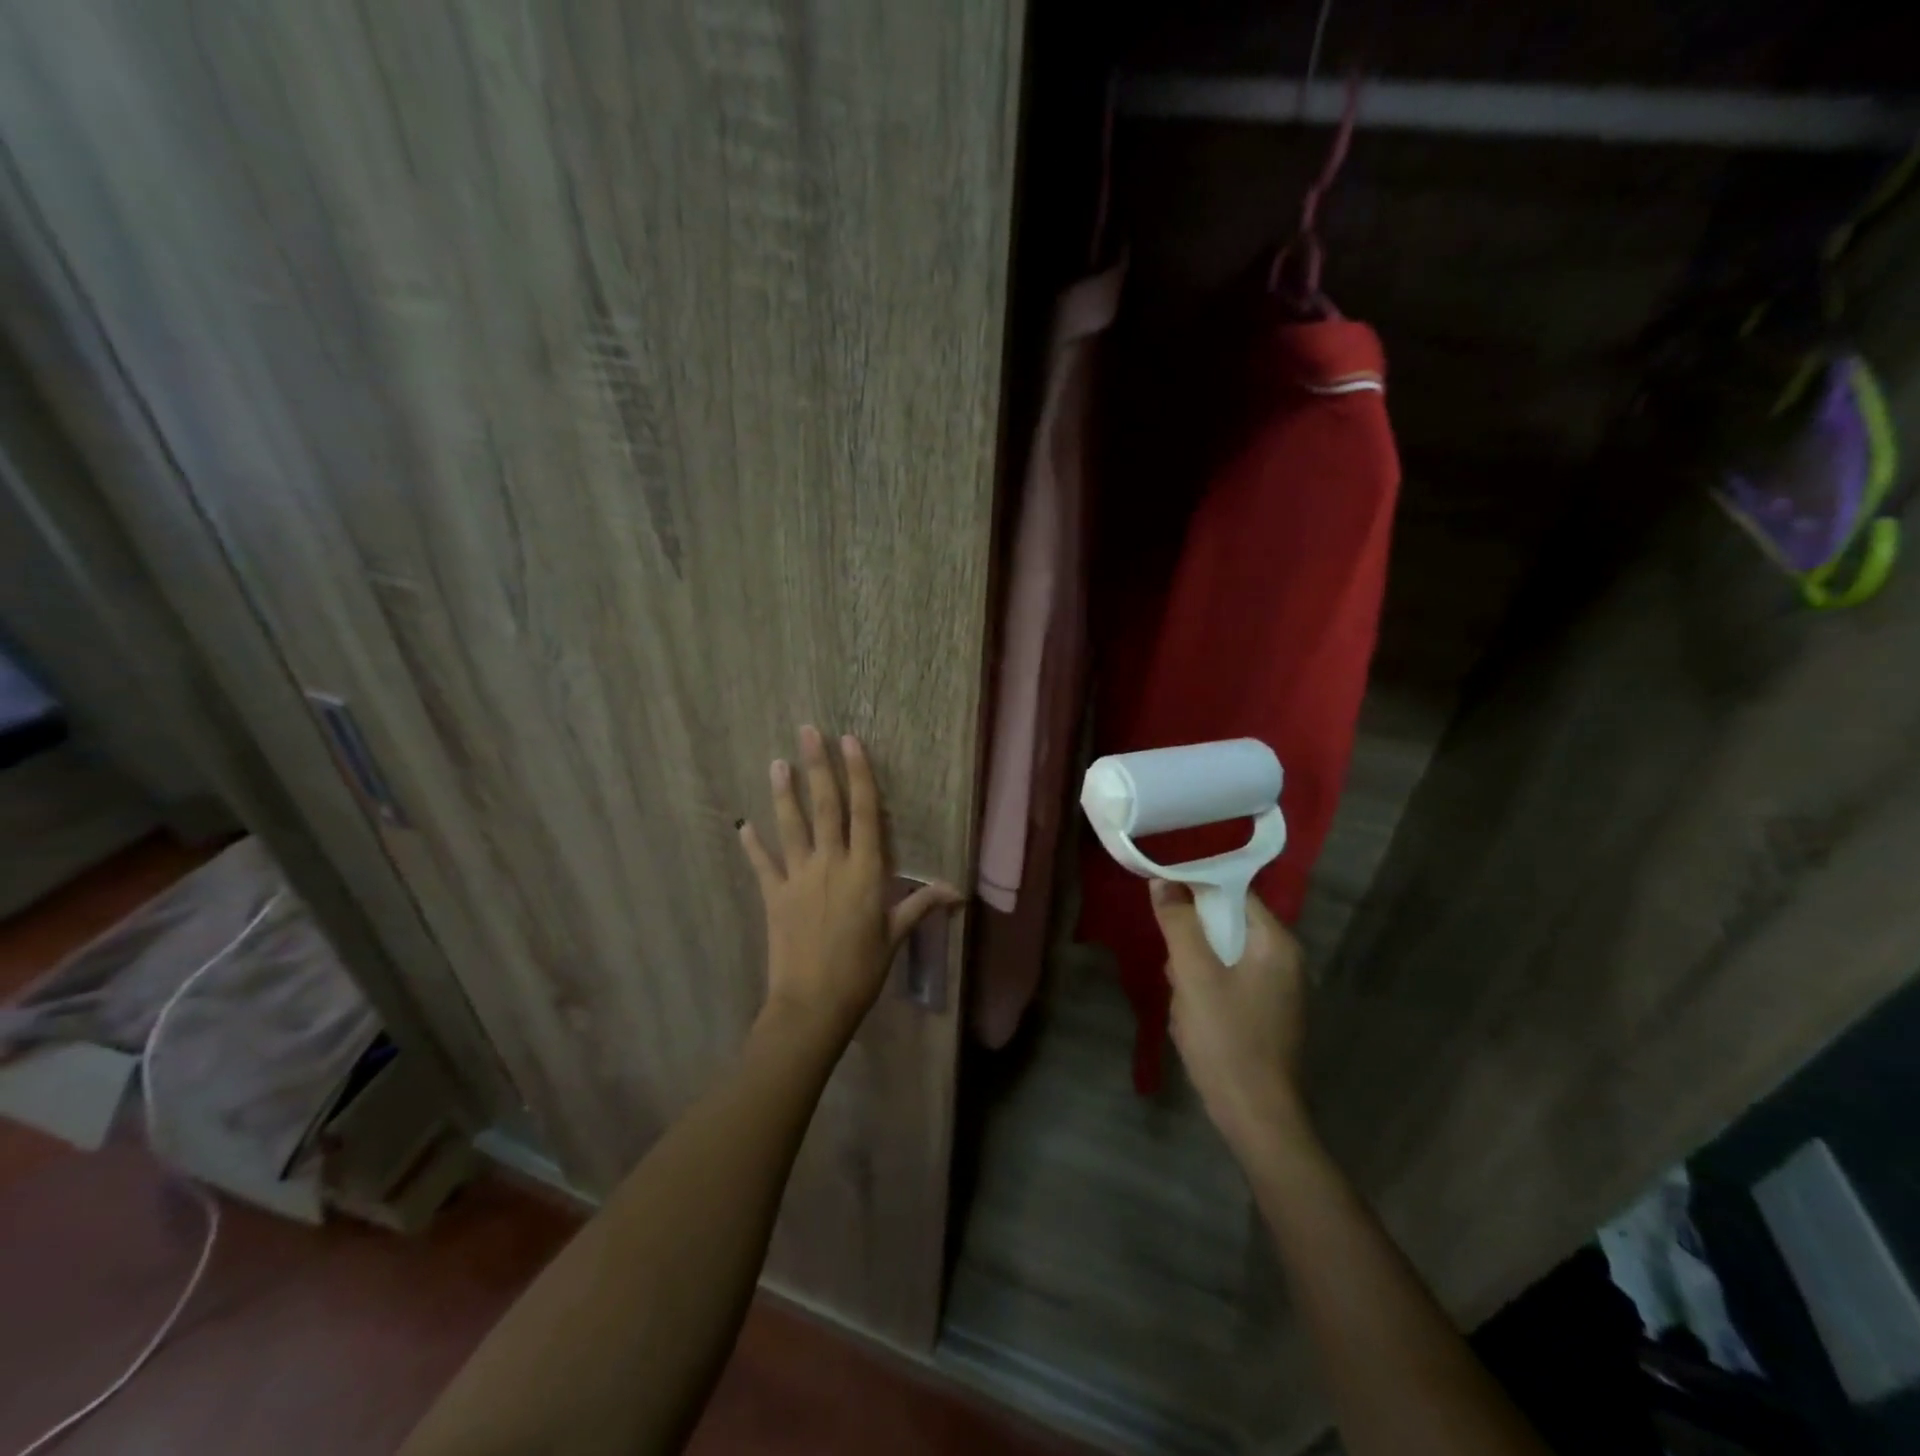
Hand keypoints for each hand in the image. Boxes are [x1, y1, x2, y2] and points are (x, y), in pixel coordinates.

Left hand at [739, 726, 960, 1044]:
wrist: (813, 1004)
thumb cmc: (861, 970)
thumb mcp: (895, 935)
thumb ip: (920, 905)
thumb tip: (956, 892)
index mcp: (864, 870)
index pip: (863, 812)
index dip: (858, 774)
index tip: (850, 742)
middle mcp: (830, 863)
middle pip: (825, 806)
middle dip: (817, 766)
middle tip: (808, 731)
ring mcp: (798, 878)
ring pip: (791, 825)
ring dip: (784, 793)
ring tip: (776, 762)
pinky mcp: (773, 896)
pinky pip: (762, 864)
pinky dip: (752, 843)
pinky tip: (743, 824)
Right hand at [1152, 880, 1312, 1160]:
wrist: (1257, 1117)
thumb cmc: (1226, 1038)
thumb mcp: (1194, 975)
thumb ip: (1179, 923)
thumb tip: (1162, 880)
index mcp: (1276, 943)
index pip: (1235, 892)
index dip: (1196, 887)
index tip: (1162, 892)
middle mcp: (1285, 960)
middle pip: (1227, 925)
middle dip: (1192, 941)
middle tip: (1175, 967)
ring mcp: (1278, 990)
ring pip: (1223, 956)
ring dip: (1195, 971)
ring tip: (1184, 1000)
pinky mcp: (1267, 1015)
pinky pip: (1229, 983)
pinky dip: (1206, 991)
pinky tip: (1193, 1018)